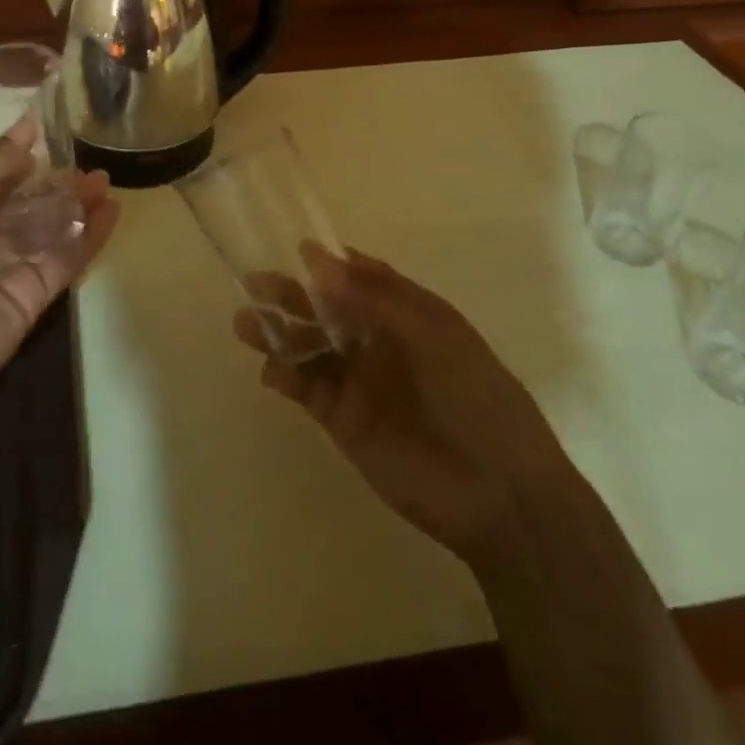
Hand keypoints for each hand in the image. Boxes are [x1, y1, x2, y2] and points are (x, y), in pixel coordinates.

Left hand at [0, 131, 119, 416]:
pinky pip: (64, 261)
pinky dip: (89, 238)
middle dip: (56, 184)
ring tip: (106, 181)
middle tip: (89, 162)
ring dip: (78, 206)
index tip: (50, 129)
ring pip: (51, 231)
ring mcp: (10, 270)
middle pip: (29, 206)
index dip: (21, 158)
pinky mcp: (33, 298)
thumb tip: (25, 129)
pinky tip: (111, 212)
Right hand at [235, 246, 563, 559]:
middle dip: (292, 295)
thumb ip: (373, 298)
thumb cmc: (476, 399)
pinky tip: (270, 369)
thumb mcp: (433, 335)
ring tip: (244, 323)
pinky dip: (284, 375)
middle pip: (327, 309)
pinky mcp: (344, 420)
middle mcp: (379, 342)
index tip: (297, 249)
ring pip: (309, 347)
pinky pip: (307, 388)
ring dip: (278, 333)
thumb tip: (316, 261)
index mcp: (409, 315)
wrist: (500, 495)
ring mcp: (360, 382)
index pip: (363, 278)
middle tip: (255, 283)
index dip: (332, 264)